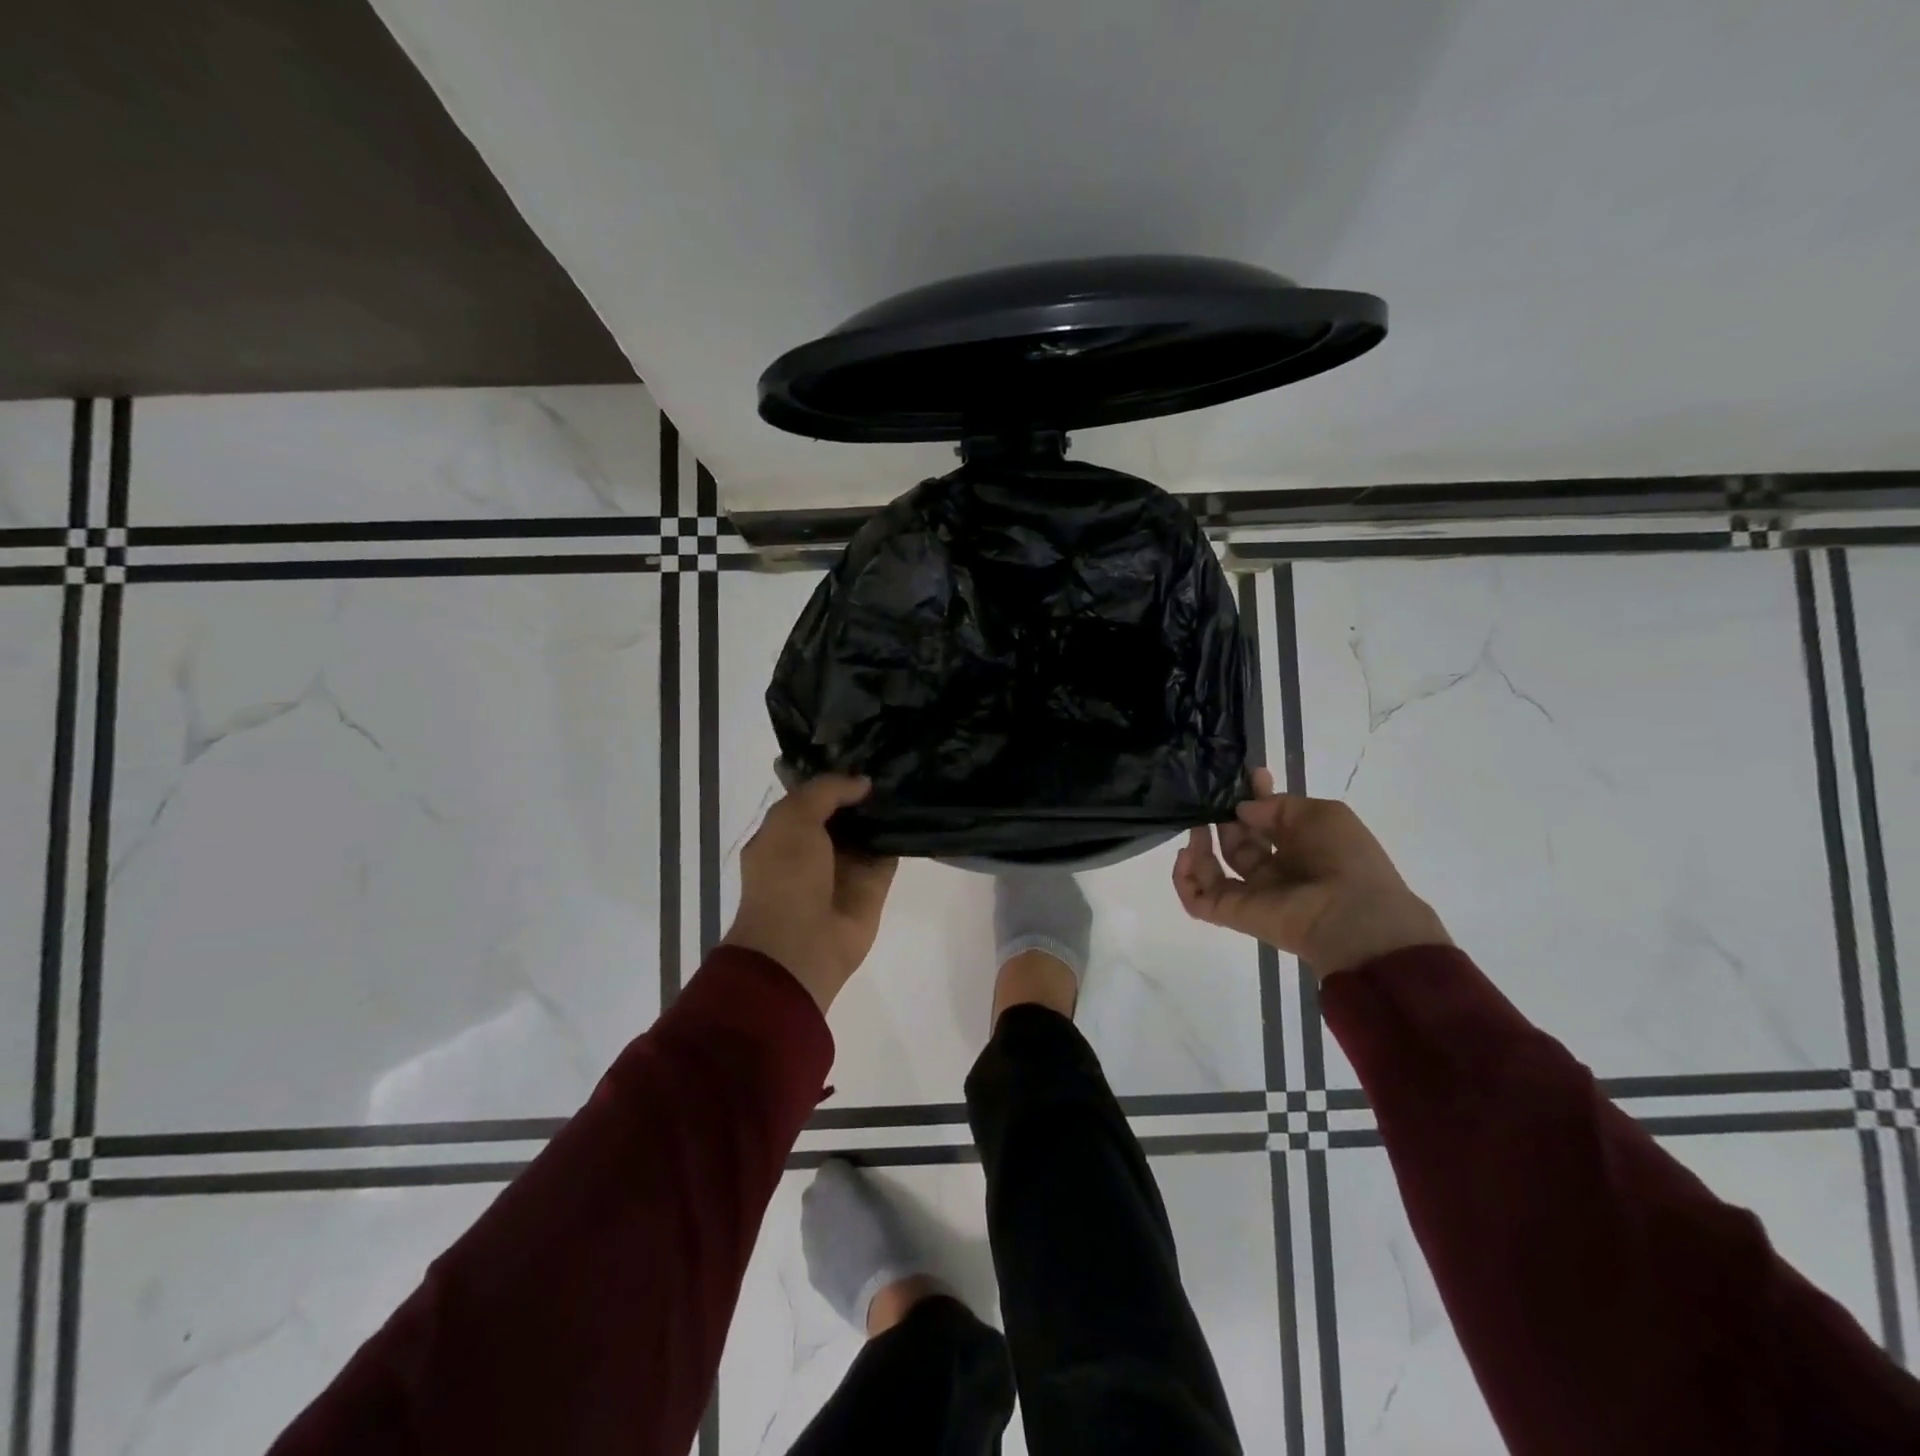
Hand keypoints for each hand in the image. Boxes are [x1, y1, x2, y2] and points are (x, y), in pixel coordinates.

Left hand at [723, 775, 898, 1011]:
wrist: (800, 945)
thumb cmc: (785, 876)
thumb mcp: (793, 819)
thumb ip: (826, 791)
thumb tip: (863, 783)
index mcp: (785, 832)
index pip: (812, 795)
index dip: (833, 774)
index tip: (862, 749)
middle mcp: (815, 846)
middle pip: (844, 811)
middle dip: (862, 788)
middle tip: (893, 757)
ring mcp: (846, 866)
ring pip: (869, 829)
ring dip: (884, 809)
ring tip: (910, 773)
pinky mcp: (874, 884)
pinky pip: (890, 852)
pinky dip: (902, 834)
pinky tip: (918, 807)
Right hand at [1173, 768, 1449, 979]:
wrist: (1353, 915)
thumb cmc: (1344, 858)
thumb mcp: (1322, 813)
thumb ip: (1278, 805)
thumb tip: (1241, 810)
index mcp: (1300, 848)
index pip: (1266, 821)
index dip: (1254, 798)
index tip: (1247, 777)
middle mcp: (1273, 870)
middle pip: (1236, 841)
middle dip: (1224, 817)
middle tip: (1216, 801)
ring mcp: (1251, 893)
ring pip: (1212, 868)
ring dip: (1199, 845)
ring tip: (1199, 827)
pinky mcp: (1232, 913)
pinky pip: (1197, 900)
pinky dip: (1183, 879)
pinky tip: (1186, 855)